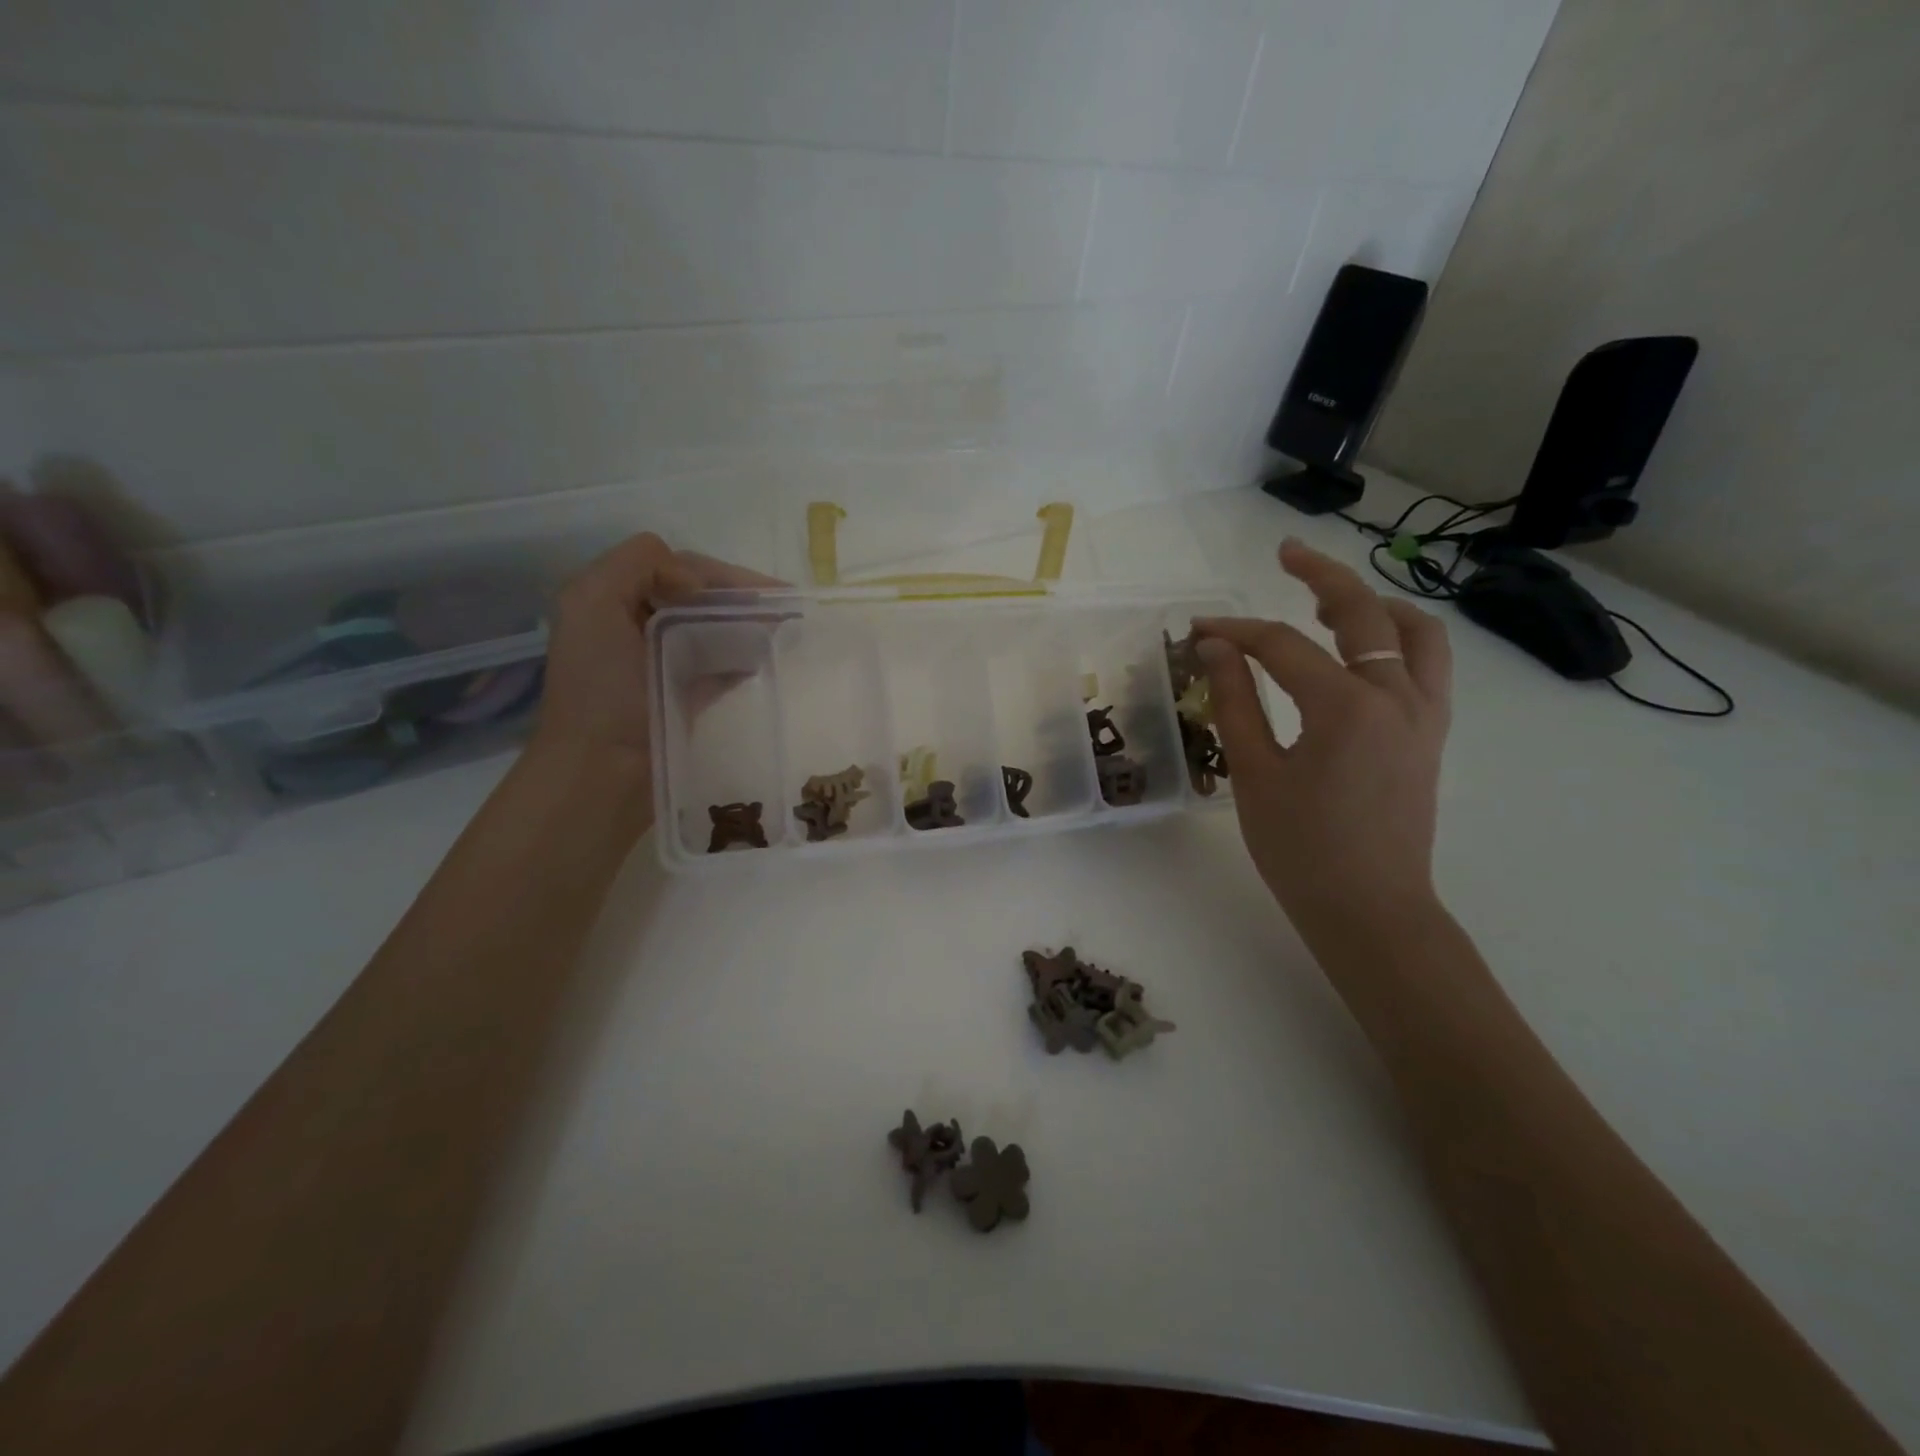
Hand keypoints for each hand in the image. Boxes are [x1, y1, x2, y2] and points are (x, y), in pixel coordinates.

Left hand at [531, 532, 780, 776]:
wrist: (602, 771)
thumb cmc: (600, 689)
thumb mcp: (592, 603)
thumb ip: (636, 565)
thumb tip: (698, 587)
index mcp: (612, 600)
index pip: (676, 568)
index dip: (718, 574)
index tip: (762, 592)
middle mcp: (635, 625)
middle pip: (699, 596)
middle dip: (740, 597)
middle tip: (787, 607)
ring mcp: (662, 662)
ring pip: (713, 626)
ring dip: (747, 623)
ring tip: (786, 629)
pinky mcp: (685, 695)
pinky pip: (721, 663)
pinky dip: (744, 655)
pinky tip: (770, 655)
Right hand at [1194, 537, 1450, 940]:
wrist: (1371, 909)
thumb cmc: (1301, 850)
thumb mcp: (1254, 774)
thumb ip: (1235, 702)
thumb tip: (1216, 648)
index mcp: (1346, 708)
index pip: (1284, 646)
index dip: (1236, 632)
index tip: (1199, 630)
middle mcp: (1396, 696)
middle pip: (1363, 613)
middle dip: (1320, 577)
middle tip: (1285, 555)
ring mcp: (1424, 714)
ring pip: (1414, 631)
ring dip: (1373, 603)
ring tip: (1332, 599)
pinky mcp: (1432, 733)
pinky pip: (1428, 664)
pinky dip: (1399, 638)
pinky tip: (1365, 649)